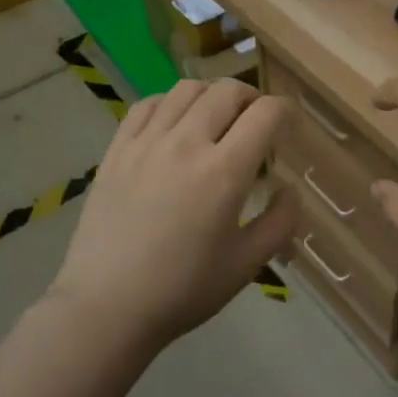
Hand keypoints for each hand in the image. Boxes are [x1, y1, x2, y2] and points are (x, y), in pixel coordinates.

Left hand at [47, 79, 295, 351]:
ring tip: (217, 118)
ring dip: (212, 95)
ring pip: (186, 89)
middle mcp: (186, 143)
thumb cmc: (183, 290)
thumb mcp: (246, 264)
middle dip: (252, 98)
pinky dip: (170, 103)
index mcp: (224, 172)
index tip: (289, 126)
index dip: (285, 112)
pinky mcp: (116, 150)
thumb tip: (290, 189)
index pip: (265, 114)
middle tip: (256, 122)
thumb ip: (280, 222)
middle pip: (228, 91)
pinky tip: (174, 124)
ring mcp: (146, 143)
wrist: (107, 307)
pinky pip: (147, 105)